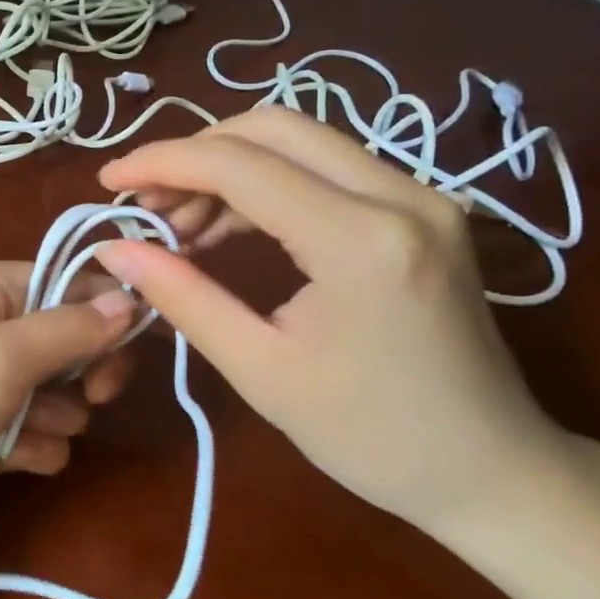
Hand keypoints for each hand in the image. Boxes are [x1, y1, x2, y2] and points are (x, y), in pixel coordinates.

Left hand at [0, 261, 136, 567]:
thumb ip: (68, 328)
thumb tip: (131, 296)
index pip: (72, 282)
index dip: (112, 309)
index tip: (145, 345)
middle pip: (67, 339)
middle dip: (87, 368)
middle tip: (93, 397)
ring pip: (50, 394)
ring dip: (59, 415)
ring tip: (31, 433)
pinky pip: (23, 436)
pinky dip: (34, 449)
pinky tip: (25, 462)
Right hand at [93, 108, 567, 530]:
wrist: (491, 470)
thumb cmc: (371, 437)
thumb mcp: (260, 371)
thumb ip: (183, 297)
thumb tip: (114, 249)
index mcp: (360, 242)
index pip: (240, 164)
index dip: (161, 163)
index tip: (108, 183)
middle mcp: (399, 195)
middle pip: (272, 128)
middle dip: (194, 155)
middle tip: (147, 205)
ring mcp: (420, 194)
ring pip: (299, 139)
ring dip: (227, 167)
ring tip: (181, 223)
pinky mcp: (421, 207)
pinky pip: (325, 166)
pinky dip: (265, 183)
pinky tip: (230, 226)